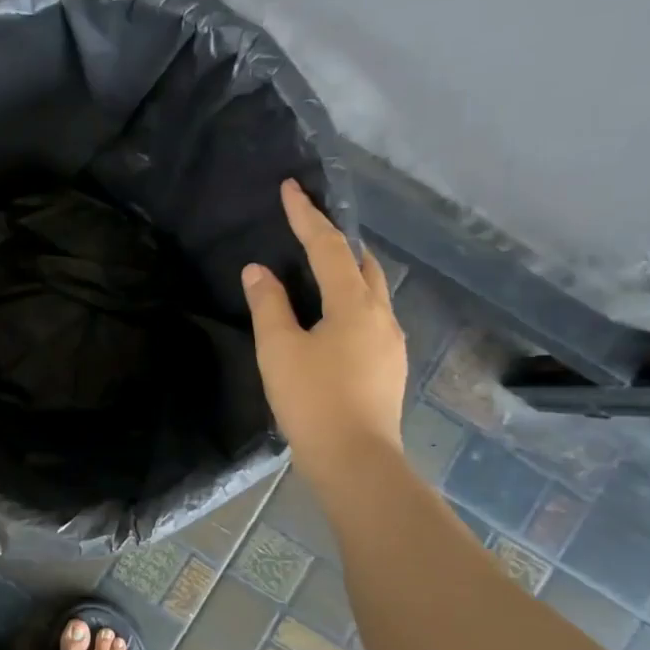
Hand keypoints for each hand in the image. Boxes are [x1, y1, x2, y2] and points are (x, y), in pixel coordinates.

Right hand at [242, 179, 407, 473]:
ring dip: (347, 273)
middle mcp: (381, 315)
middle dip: (336, 242)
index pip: (328, 247)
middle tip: (308, 231)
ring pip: (371, 292)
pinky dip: (351, 302)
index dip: (307, 216)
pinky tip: (333, 320)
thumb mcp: (279, 350)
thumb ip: (268, 305)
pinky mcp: (390, 366)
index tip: (291, 188)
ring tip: (319, 272)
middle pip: (362, 264)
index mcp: (354, 304)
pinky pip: (372, 317)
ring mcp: (391, 342)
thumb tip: (258, 270)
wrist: (356, 461)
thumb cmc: (312, 400)